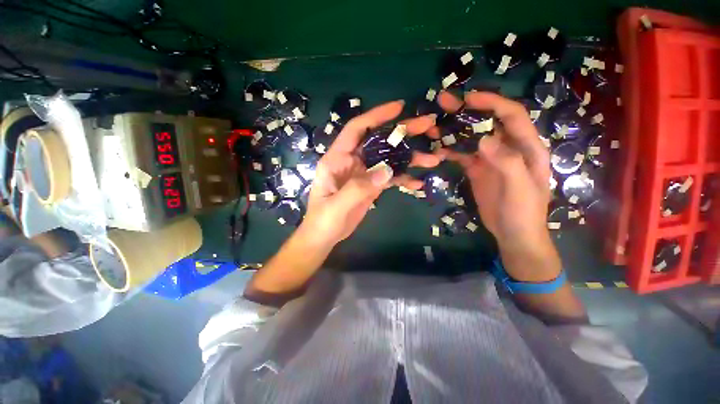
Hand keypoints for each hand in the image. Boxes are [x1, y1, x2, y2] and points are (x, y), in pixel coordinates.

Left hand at [302, 100, 440, 246]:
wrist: (325, 237)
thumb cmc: (323, 220)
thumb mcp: (337, 205)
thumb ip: (359, 187)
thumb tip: (387, 171)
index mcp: (338, 159)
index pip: (357, 130)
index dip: (377, 116)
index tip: (400, 107)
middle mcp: (352, 161)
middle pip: (378, 141)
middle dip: (402, 133)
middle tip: (428, 126)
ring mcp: (364, 174)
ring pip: (388, 159)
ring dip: (409, 158)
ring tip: (433, 158)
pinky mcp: (371, 186)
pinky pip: (390, 178)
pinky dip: (403, 178)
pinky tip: (418, 183)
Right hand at [434, 92, 559, 281]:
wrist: (512, 234)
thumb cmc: (524, 212)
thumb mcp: (521, 189)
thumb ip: (507, 162)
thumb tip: (484, 139)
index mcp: (526, 147)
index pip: (511, 115)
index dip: (492, 103)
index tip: (468, 98)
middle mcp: (507, 148)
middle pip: (487, 122)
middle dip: (467, 111)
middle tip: (443, 103)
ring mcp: (489, 159)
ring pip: (471, 138)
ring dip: (453, 130)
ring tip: (433, 125)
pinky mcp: (476, 170)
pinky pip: (462, 155)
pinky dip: (449, 150)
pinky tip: (436, 149)